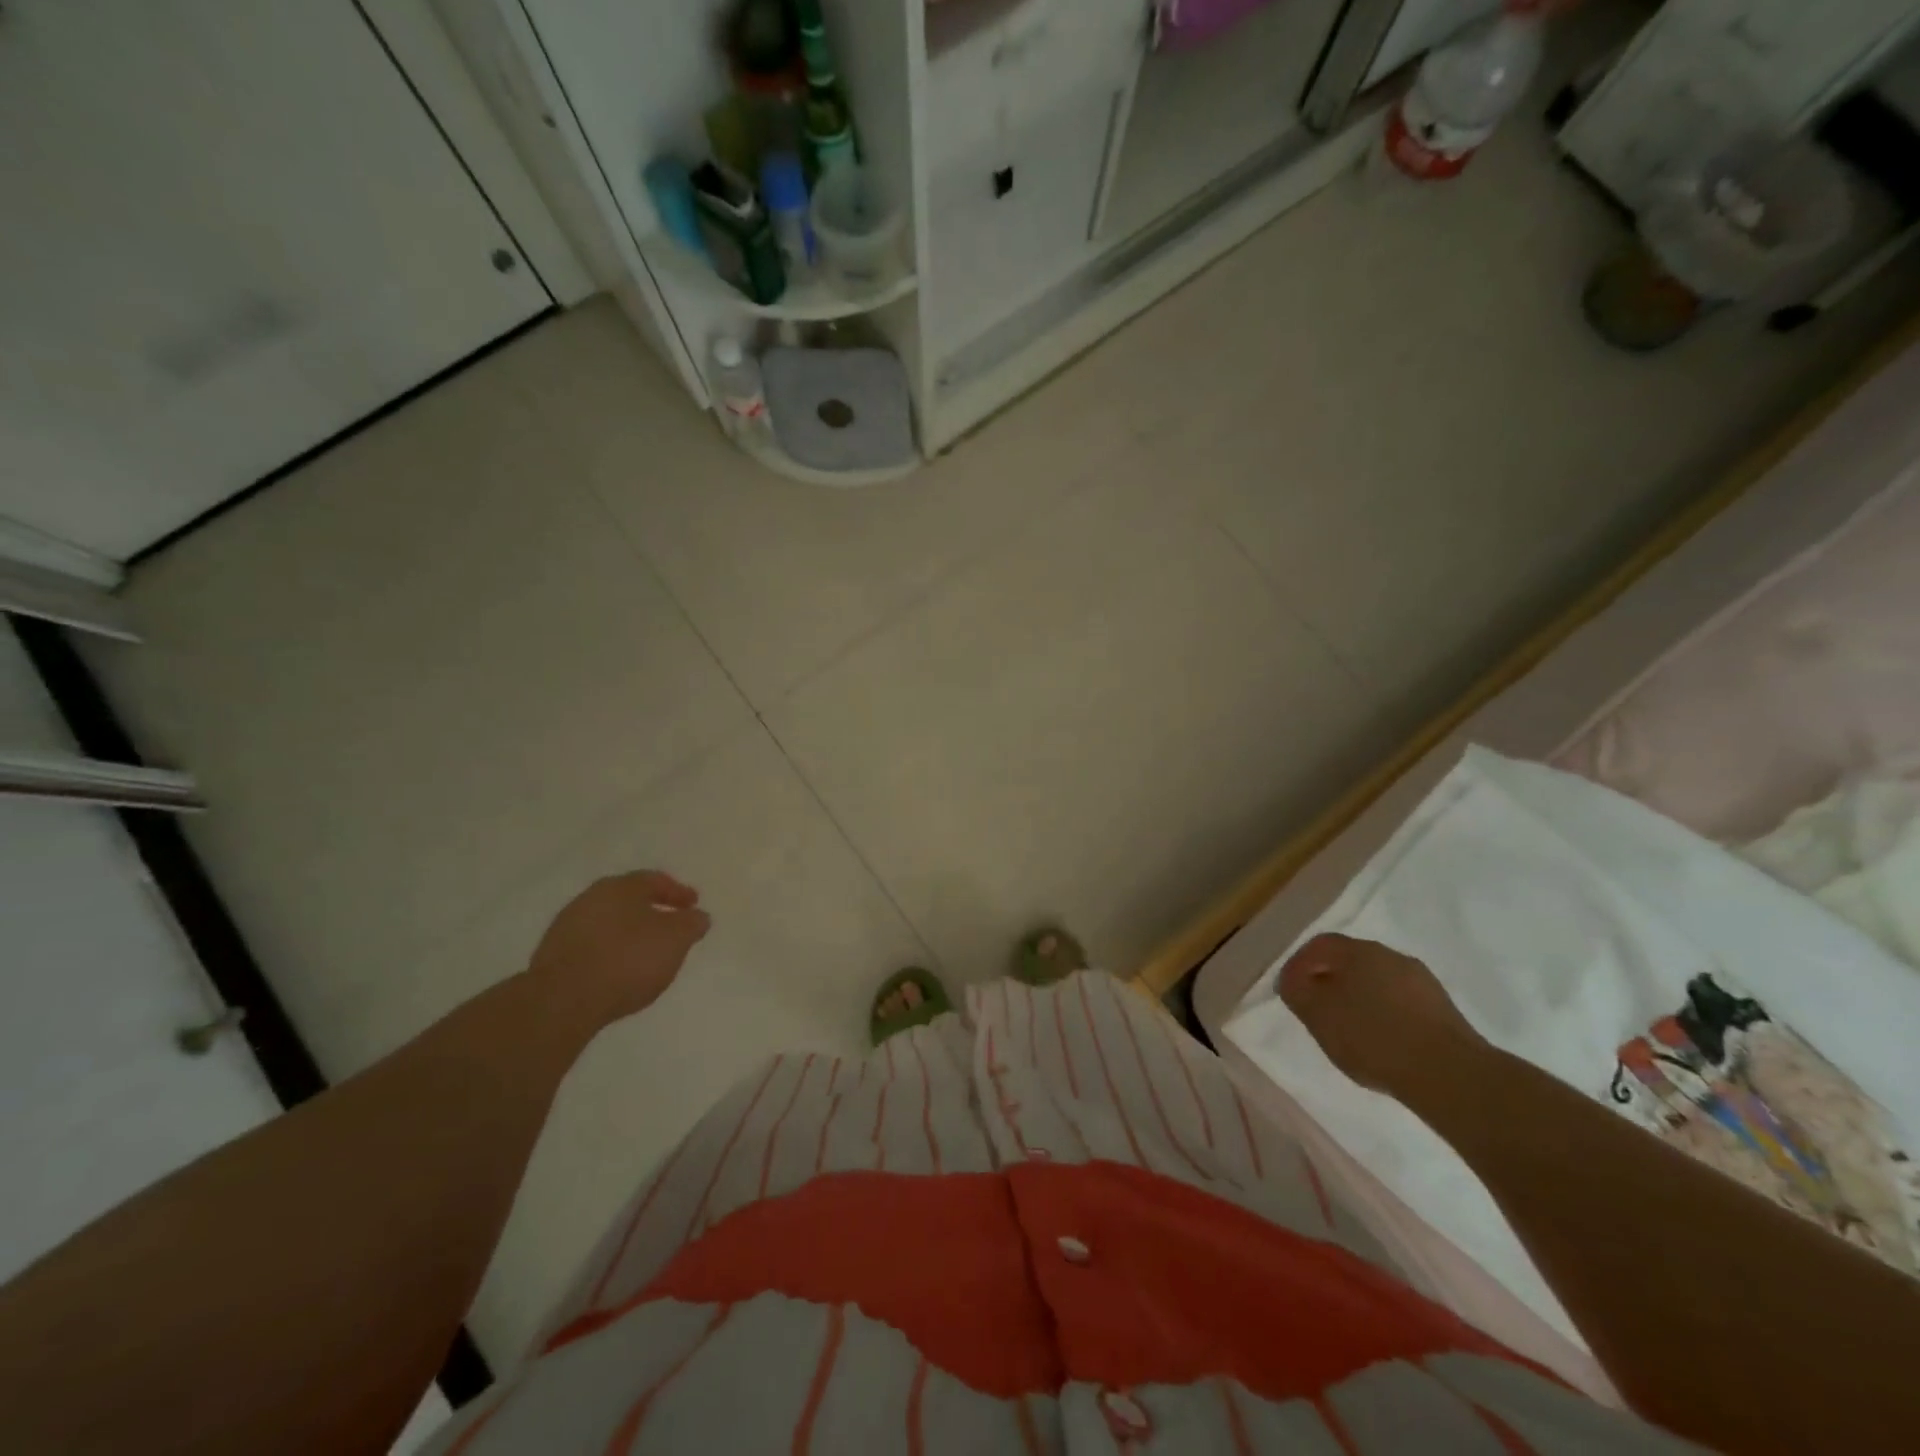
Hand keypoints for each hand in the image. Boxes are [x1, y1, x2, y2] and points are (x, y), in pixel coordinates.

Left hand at [528, 870, 710, 1026]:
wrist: (562, 1000)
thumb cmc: (628, 960)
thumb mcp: (675, 940)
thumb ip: (691, 924)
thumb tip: (698, 916)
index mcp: (621, 887)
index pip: (655, 880)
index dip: (678, 892)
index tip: (694, 905)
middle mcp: (590, 898)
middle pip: (628, 899)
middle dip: (652, 910)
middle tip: (671, 925)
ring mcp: (567, 926)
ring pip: (608, 922)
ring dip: (629, 932)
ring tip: (646, 952)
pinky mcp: (552, 955)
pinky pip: (592, 945)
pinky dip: (610, 951)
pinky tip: (619, 969)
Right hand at [1279, 933, 1485, 1097]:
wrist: (1449, 1074)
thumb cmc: (1372, 1036)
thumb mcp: (1316, 1014)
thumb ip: (1296, 990)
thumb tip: (1294, 979)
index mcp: (1358, 950)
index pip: (1319, 945)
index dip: (1299, 965)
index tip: (1290, 991)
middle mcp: (1391, 956)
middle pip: (1350, 961)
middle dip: (1329, 981)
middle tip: (1317, 1009)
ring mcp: (1421, 982)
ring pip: (1377, 982)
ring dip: (1359, 999)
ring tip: (1349, 1030)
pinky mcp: (1442, 1010)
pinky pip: (1400, 1003)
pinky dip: (1384, 1015)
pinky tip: (1382, 1041)